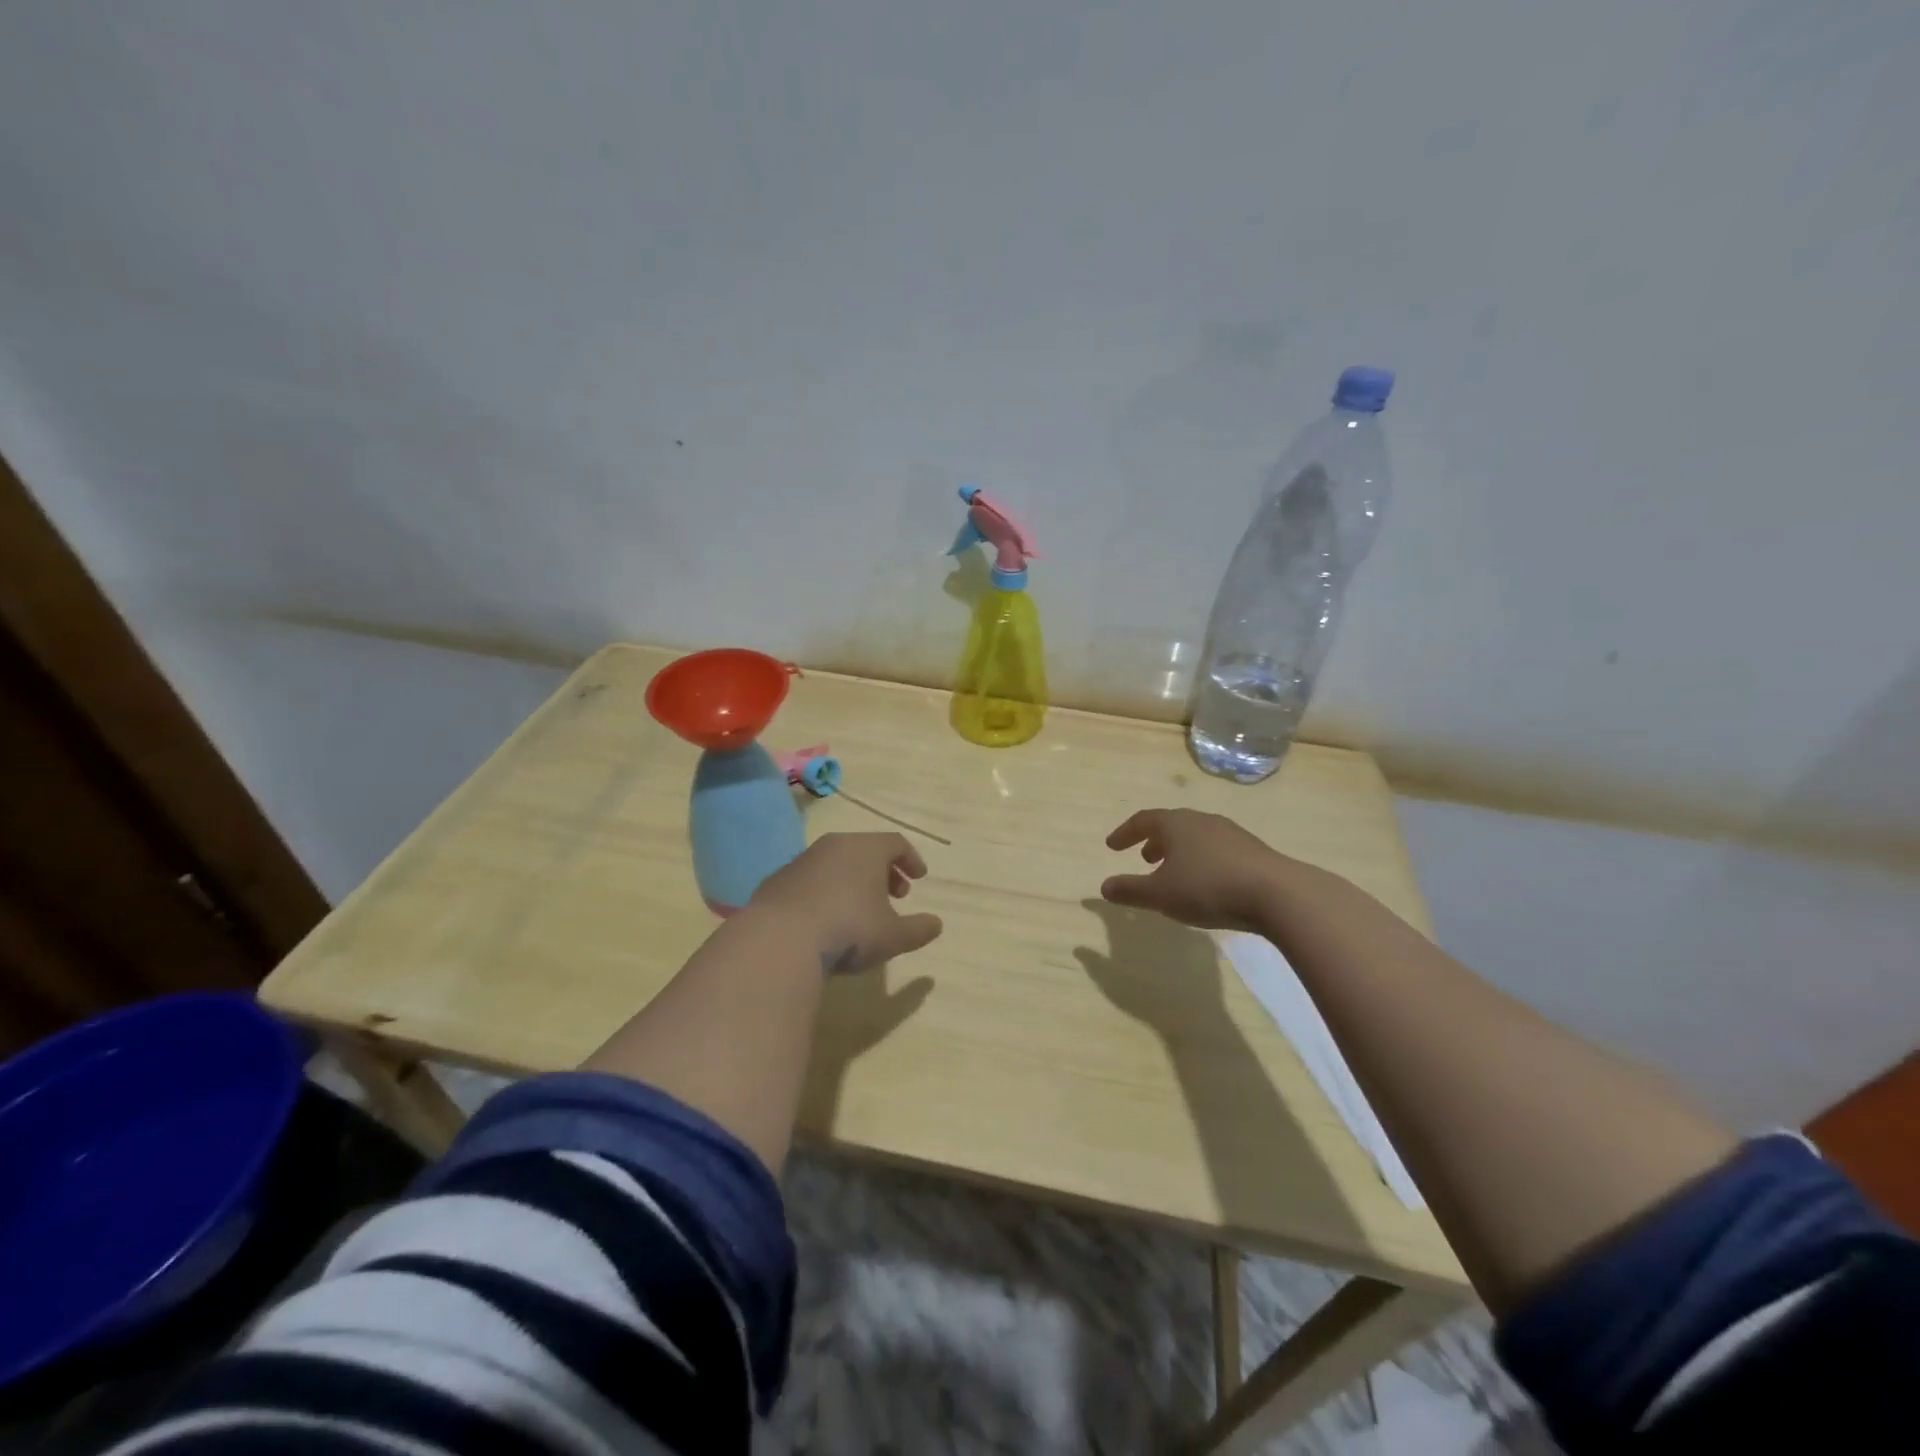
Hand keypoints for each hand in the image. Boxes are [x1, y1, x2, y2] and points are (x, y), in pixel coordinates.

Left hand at [749, 832, 943, 973]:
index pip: (896, 843)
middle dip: (883, 870)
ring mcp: (802, 860)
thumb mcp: (893, 936)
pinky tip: (826, 918)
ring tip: (860, 909)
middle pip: (865, 849)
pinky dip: (825, 891)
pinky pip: (811, 879)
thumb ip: (919, 929)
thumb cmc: (848, 929)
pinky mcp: (777, 880)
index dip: (911, 859)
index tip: (919, 878)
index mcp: (866, 849)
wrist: (779, 940)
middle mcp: (834, 846)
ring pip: (836, 862)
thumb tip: (936, 924)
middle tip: (895, 894)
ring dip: (853, 880)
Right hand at [1100, 808, 1289, 932]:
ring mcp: (1230, 833)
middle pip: (1172, 825)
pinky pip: (1217, 849)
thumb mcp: (1161, 894)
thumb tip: (1104, 887)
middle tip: (1144, 857)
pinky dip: (1202, 860)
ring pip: (1196, 836)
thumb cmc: (1207, 888)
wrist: (1276, 894)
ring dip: (1179, 851)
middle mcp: (1201, 821)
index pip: (1143, 820)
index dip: (1125, 832)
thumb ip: (1130, 890)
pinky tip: (1206, 882)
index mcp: (1176, 824)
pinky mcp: (1252, 850)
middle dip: (1154, 840)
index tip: (1112, 846)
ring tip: (1174, 872)